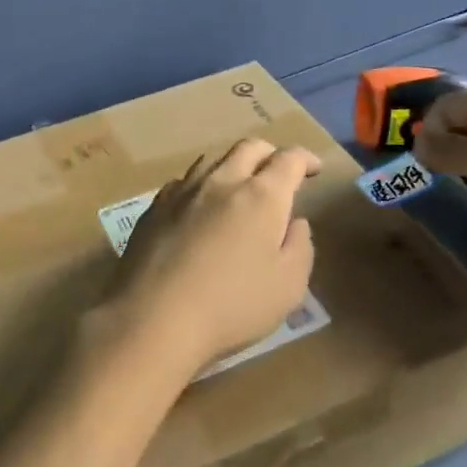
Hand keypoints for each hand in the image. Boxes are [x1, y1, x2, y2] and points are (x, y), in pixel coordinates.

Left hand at [102, 138, 318, 377]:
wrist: (152, 318)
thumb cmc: (231, 306)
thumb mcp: (288, 287)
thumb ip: (299, 247)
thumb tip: (295, 222)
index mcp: (261, 196)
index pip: (289, 159)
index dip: (306, 159)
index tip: (315, 169)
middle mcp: (221, 182)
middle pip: (249, 148)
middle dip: (270, 154)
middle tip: (279, 173)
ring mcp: (182, 192)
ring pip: (212, 159)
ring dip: (233, 165)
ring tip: (239, 186)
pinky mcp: (154, 208)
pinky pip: (183, 182)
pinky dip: (201, 185)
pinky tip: (199, 207)